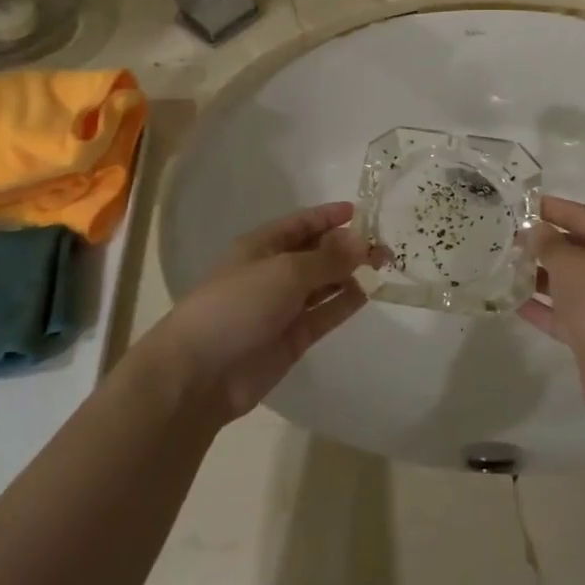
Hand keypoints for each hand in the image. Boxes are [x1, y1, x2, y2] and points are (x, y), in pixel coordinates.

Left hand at [154, 202, 388, 422]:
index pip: (300, 224)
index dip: (327, 216)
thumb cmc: (237, 306)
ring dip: (350, 273)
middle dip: (347, 246)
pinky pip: (324, 313)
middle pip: (315, 253)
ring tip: (383, 266)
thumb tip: (362, 241)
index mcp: (261, 246)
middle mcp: (273, 273)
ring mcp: (282, 307)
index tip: (360, 211)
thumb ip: (327, 258)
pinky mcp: (293, 338)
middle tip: (384, 245)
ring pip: (323, 284)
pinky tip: (368, 292)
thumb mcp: (285, 272)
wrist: (200, 373)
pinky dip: (345, 302)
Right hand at [518, 196, 584, 415]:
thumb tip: (535, 229)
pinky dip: (540, 308)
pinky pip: (561, 315)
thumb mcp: (571, 262)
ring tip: (501, 266)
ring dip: (538, 276)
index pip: (580, 215)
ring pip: (567, 284)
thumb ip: (548, 244)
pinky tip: (511, 302)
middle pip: (574, 249)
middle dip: (541, 244)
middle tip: (503, 237)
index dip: (550, 208)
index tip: (518, 203)